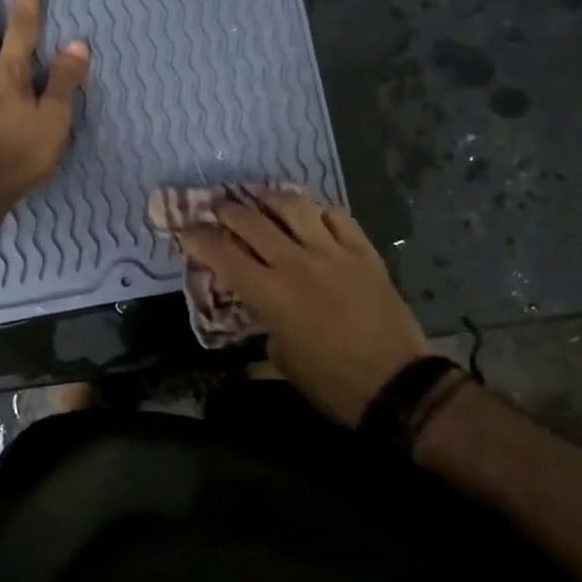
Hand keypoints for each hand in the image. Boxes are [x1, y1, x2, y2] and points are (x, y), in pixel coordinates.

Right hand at [178, 194, 429, 424]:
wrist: (397, 384)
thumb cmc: (332, 382)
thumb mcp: (282, 362)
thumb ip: (263, 329)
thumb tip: (255, 317)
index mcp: (271, 295)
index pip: (223, 255)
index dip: (198, 238)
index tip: (185, 228)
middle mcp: (297, 263)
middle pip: (253, 221)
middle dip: (228, 210)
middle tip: (218, 207)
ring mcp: (333, 252)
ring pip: (295, 206)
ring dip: (270, 197)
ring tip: (260, 196)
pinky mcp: (364, 252)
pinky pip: (337, 216)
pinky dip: (318, 211)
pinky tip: (312, 215)